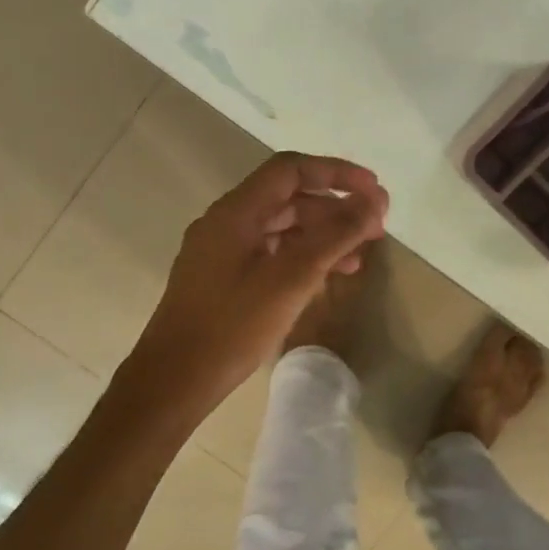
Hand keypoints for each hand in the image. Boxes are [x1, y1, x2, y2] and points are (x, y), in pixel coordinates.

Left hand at [125, 152, 389, 414]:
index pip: (291, 169)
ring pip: (280, 229)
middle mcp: (225, 222)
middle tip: (375, 228)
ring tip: (358, 259)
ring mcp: (220, 251)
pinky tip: (323, 279)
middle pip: (287, 198)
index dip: (336, 173)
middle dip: (334, 209)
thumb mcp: (291, 279)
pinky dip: (300, 258)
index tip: (374, 191)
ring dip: (321, 236)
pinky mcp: (221, 279)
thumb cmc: (232, 327)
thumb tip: (373, 202)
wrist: (174, 380)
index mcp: (236, 212)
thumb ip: (335, 236)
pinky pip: (269, 253)